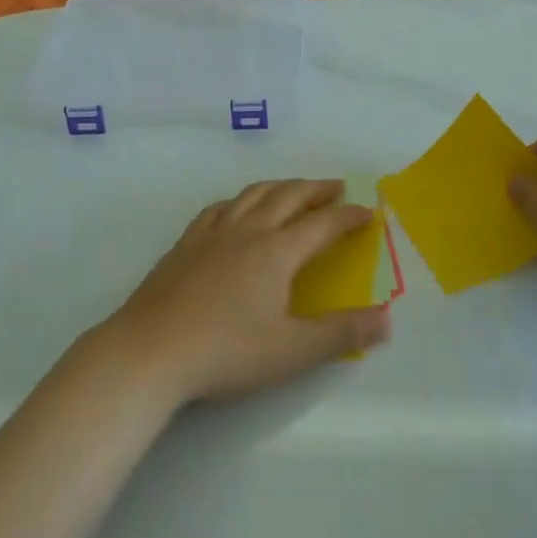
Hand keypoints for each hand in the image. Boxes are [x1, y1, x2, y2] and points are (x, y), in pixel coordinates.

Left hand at [102, 180, 391, 405]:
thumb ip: (342, 334)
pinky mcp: (185, 244)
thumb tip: (387, 320)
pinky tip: (237, 210)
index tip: (368, 212)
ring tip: (293, 189)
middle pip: (288, 196)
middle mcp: (248, 231)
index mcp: (277, 251)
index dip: (349, 216)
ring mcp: (212, 233)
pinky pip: (220, 208)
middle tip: (335, 187)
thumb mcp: (293, 350)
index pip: (323, 224)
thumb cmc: (227, 351)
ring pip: (253, 194)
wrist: (150, 351)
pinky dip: (241, 200)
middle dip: (316, 189)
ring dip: (280, 186)